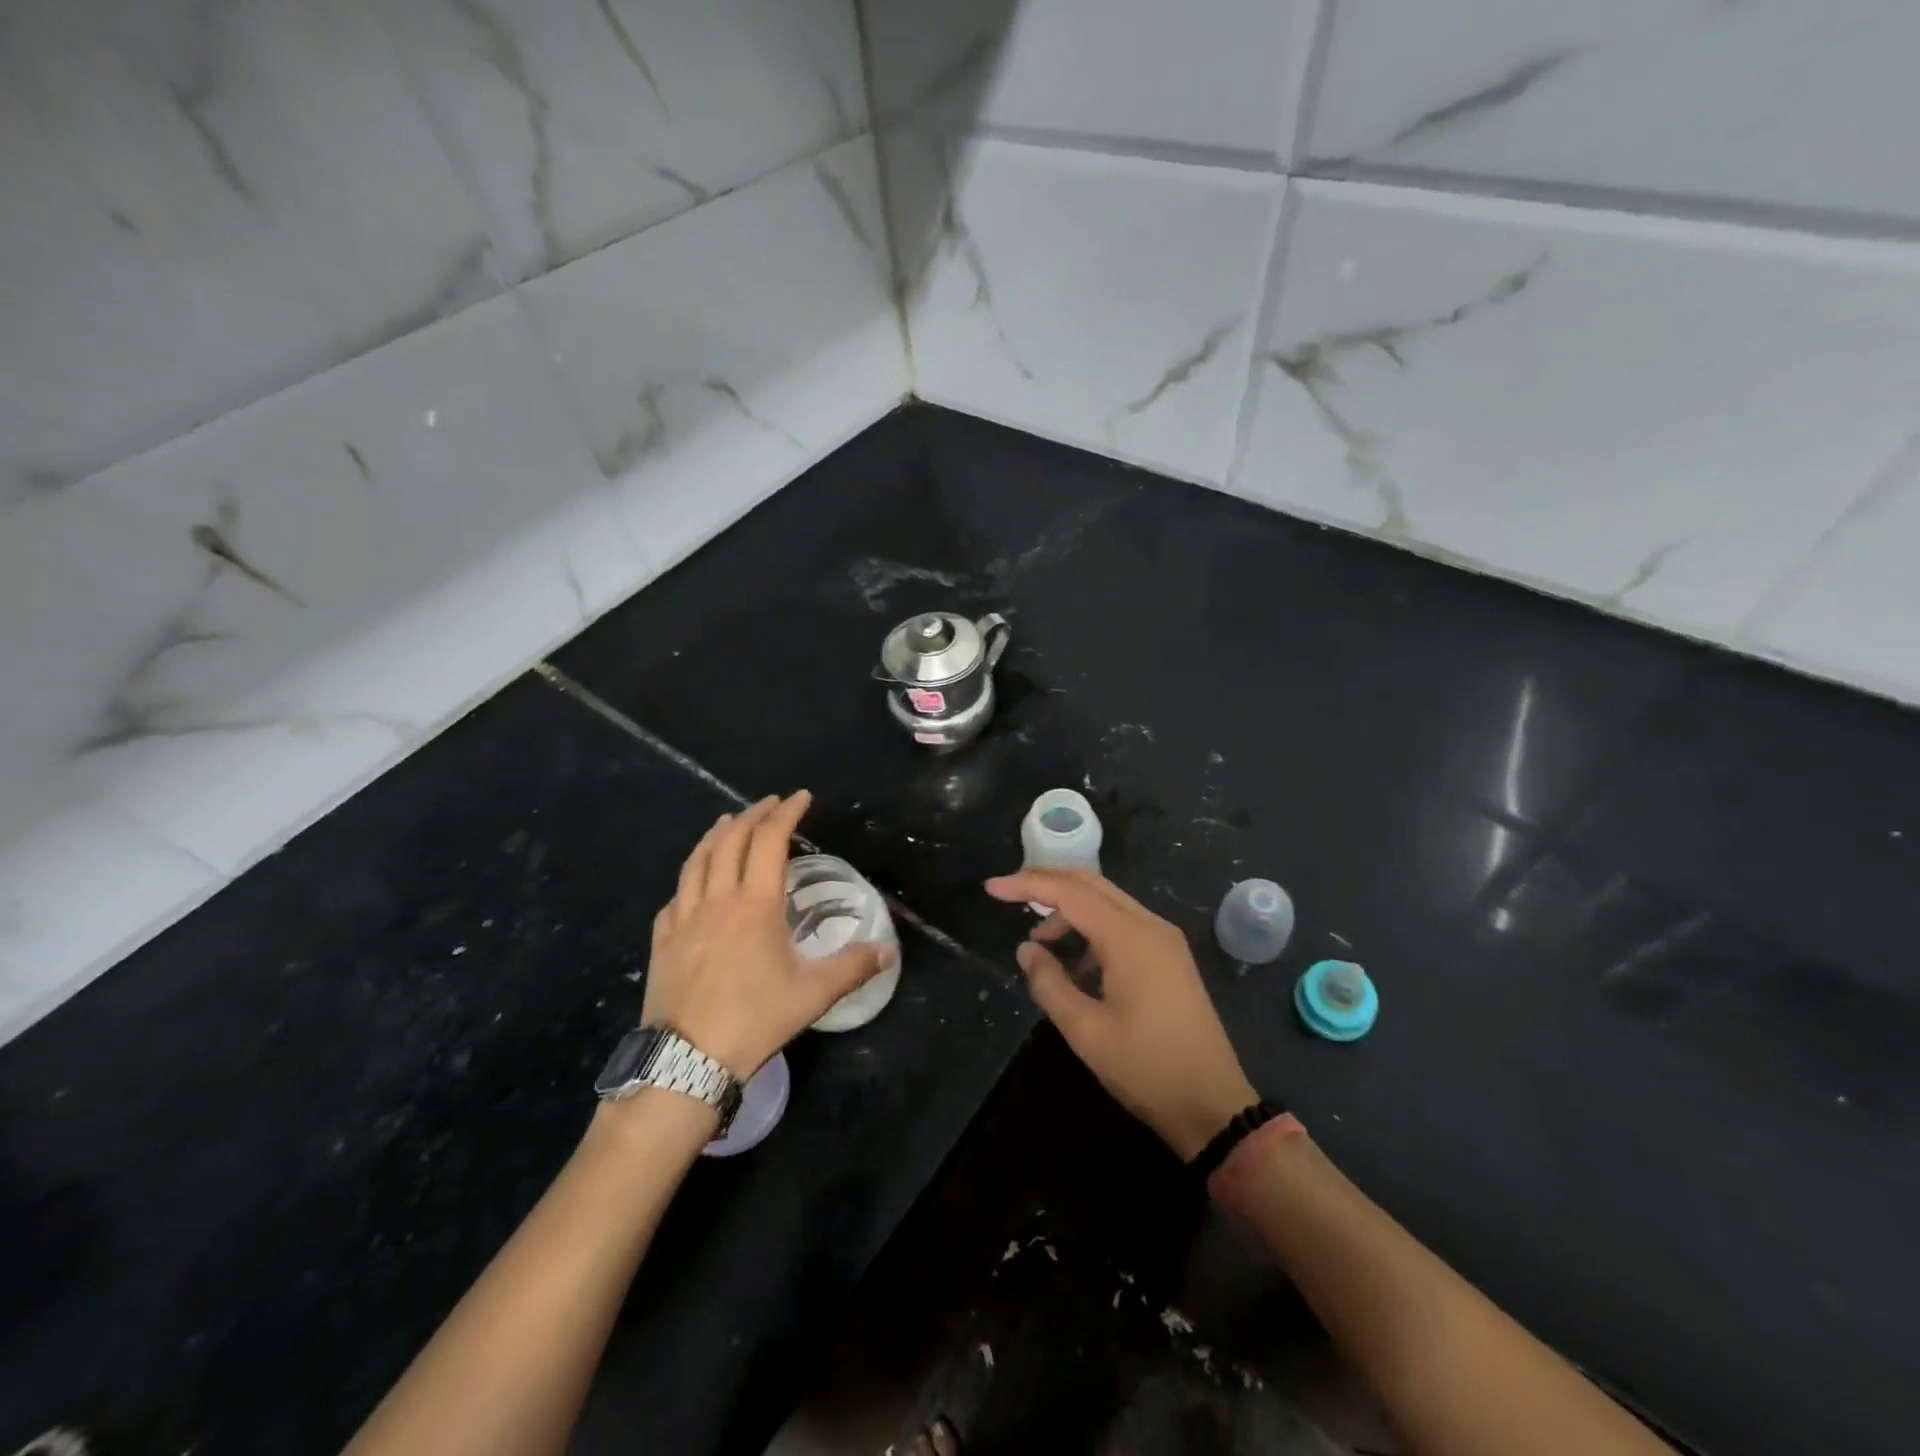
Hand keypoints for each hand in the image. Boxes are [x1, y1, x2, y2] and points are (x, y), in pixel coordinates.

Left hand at [645, 792, 887, 1077]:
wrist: (687, 1061)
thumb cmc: (756, 1019)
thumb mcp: (814, 994)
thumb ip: (853, 967)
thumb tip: (888, 950)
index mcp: (755, 904)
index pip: (770, 840)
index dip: (786, 813)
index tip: (801, 797)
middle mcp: (717, 900)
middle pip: (731, 841)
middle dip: (752, 815)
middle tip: (770, 804)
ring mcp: (684, 918)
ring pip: (697, 861)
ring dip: (715, 835)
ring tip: (728, 822)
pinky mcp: (662, 940)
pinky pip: (676, 895)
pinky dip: (689, 877)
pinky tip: (694, 883)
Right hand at [986, 868, 1255, 1159]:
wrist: (1213, 1104)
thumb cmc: (1146, 1068)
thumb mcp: (1085, 1031)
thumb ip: (1048, 984)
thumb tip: (1027, 949)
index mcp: (1129, 937)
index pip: (1069, 892)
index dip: (1027, 885)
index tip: (992, 888)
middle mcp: (1150, 925)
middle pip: (1090, 884)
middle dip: (1047, 884)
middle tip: (1008, 895)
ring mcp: (1164, 939)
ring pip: (1107, 903)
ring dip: (1070, 912)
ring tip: (1041, 947)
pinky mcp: (1170, 956)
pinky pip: (1123, 924)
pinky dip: (1092, 930)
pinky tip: (1077, 966)